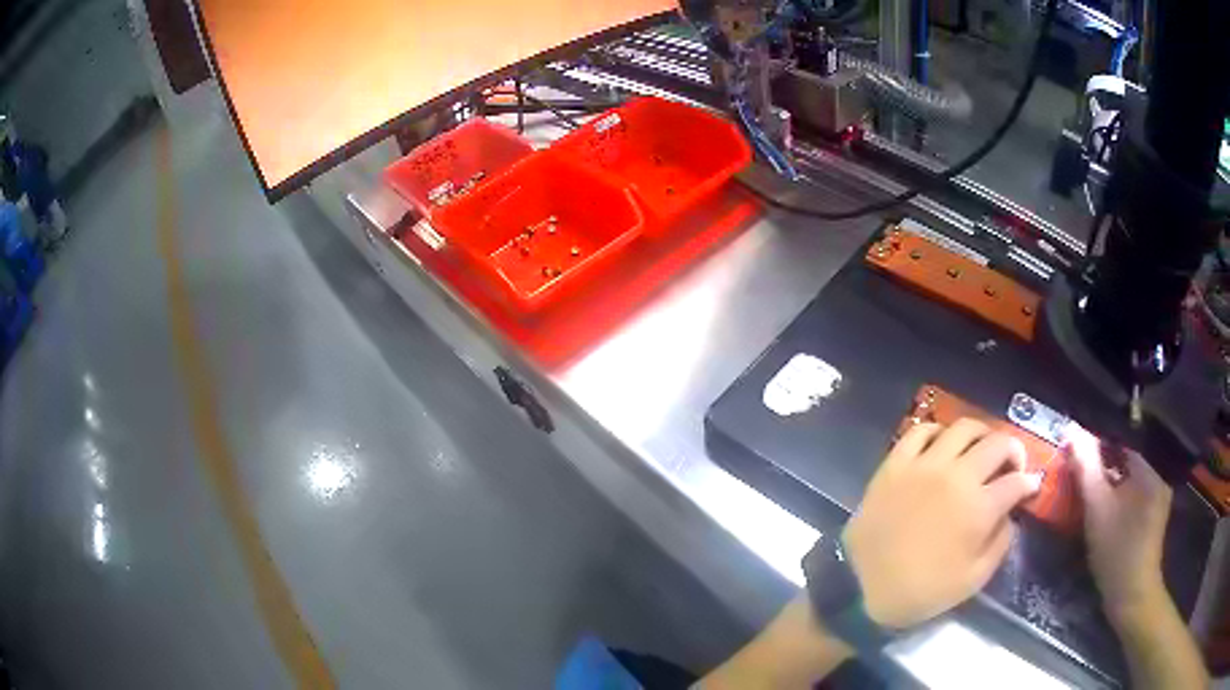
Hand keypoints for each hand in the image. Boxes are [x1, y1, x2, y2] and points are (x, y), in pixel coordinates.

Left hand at [842, 419, 1041, 629]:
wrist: (862, 589)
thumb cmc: (921, 591)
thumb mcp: (973, 579)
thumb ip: (1000, 542)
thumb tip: (1010, 514)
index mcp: (979, 508)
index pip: (1016, 482)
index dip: (1029, 483)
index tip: (1031, 487)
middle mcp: (956, 477)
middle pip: (997, 443)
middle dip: (1013, 450)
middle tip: (1012, 464)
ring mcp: (924, 465)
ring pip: (963, 428)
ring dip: (982, 434)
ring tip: (983, 449)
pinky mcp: (895, 463)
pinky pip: (921, 430)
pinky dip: (938, 431)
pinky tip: (943, 445)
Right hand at [1066, 426, 1171, 626]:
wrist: (1132, 596)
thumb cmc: (1116, 550)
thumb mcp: (1097, 508)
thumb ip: (1086, 468)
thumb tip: (1071, 429)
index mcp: (1149, 470)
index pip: (1121, 447)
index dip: (1098, 452)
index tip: (1078, 466)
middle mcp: (1159, 480)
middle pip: (1127, 467)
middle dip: (1106, 474)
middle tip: (1083, 490)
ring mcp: (1159, 504)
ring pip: (1131, 487)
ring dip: (1113, 493)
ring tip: (1093, 508)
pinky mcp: (1154, 525)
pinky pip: (1135, 504)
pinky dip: (1121, 508)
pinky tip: (1109, 525)